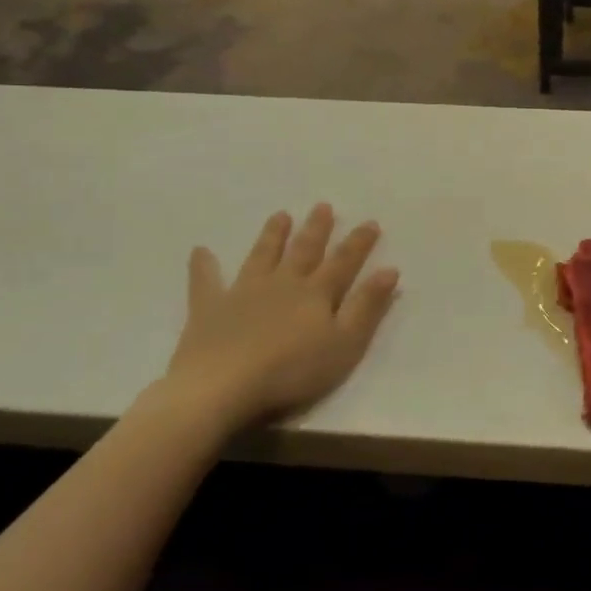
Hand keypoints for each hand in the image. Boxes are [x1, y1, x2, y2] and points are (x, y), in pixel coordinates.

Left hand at [156, 204, 398, 432]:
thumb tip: (389, 270)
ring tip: (280, 215)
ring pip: (262, 256)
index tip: (370, 222)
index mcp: (316, 293)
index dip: (358, 242)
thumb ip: (366, 306)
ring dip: (272, 236)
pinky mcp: (210, 308)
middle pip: (303, 251)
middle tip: (322, 206)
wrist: (223, 385)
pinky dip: (204, 266)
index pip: (343, 261)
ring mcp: (244, 292)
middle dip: (316, 229)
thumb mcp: (344, 343)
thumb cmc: (292, 369)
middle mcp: (283, 283)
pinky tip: (200, 251)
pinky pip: (206, 281)